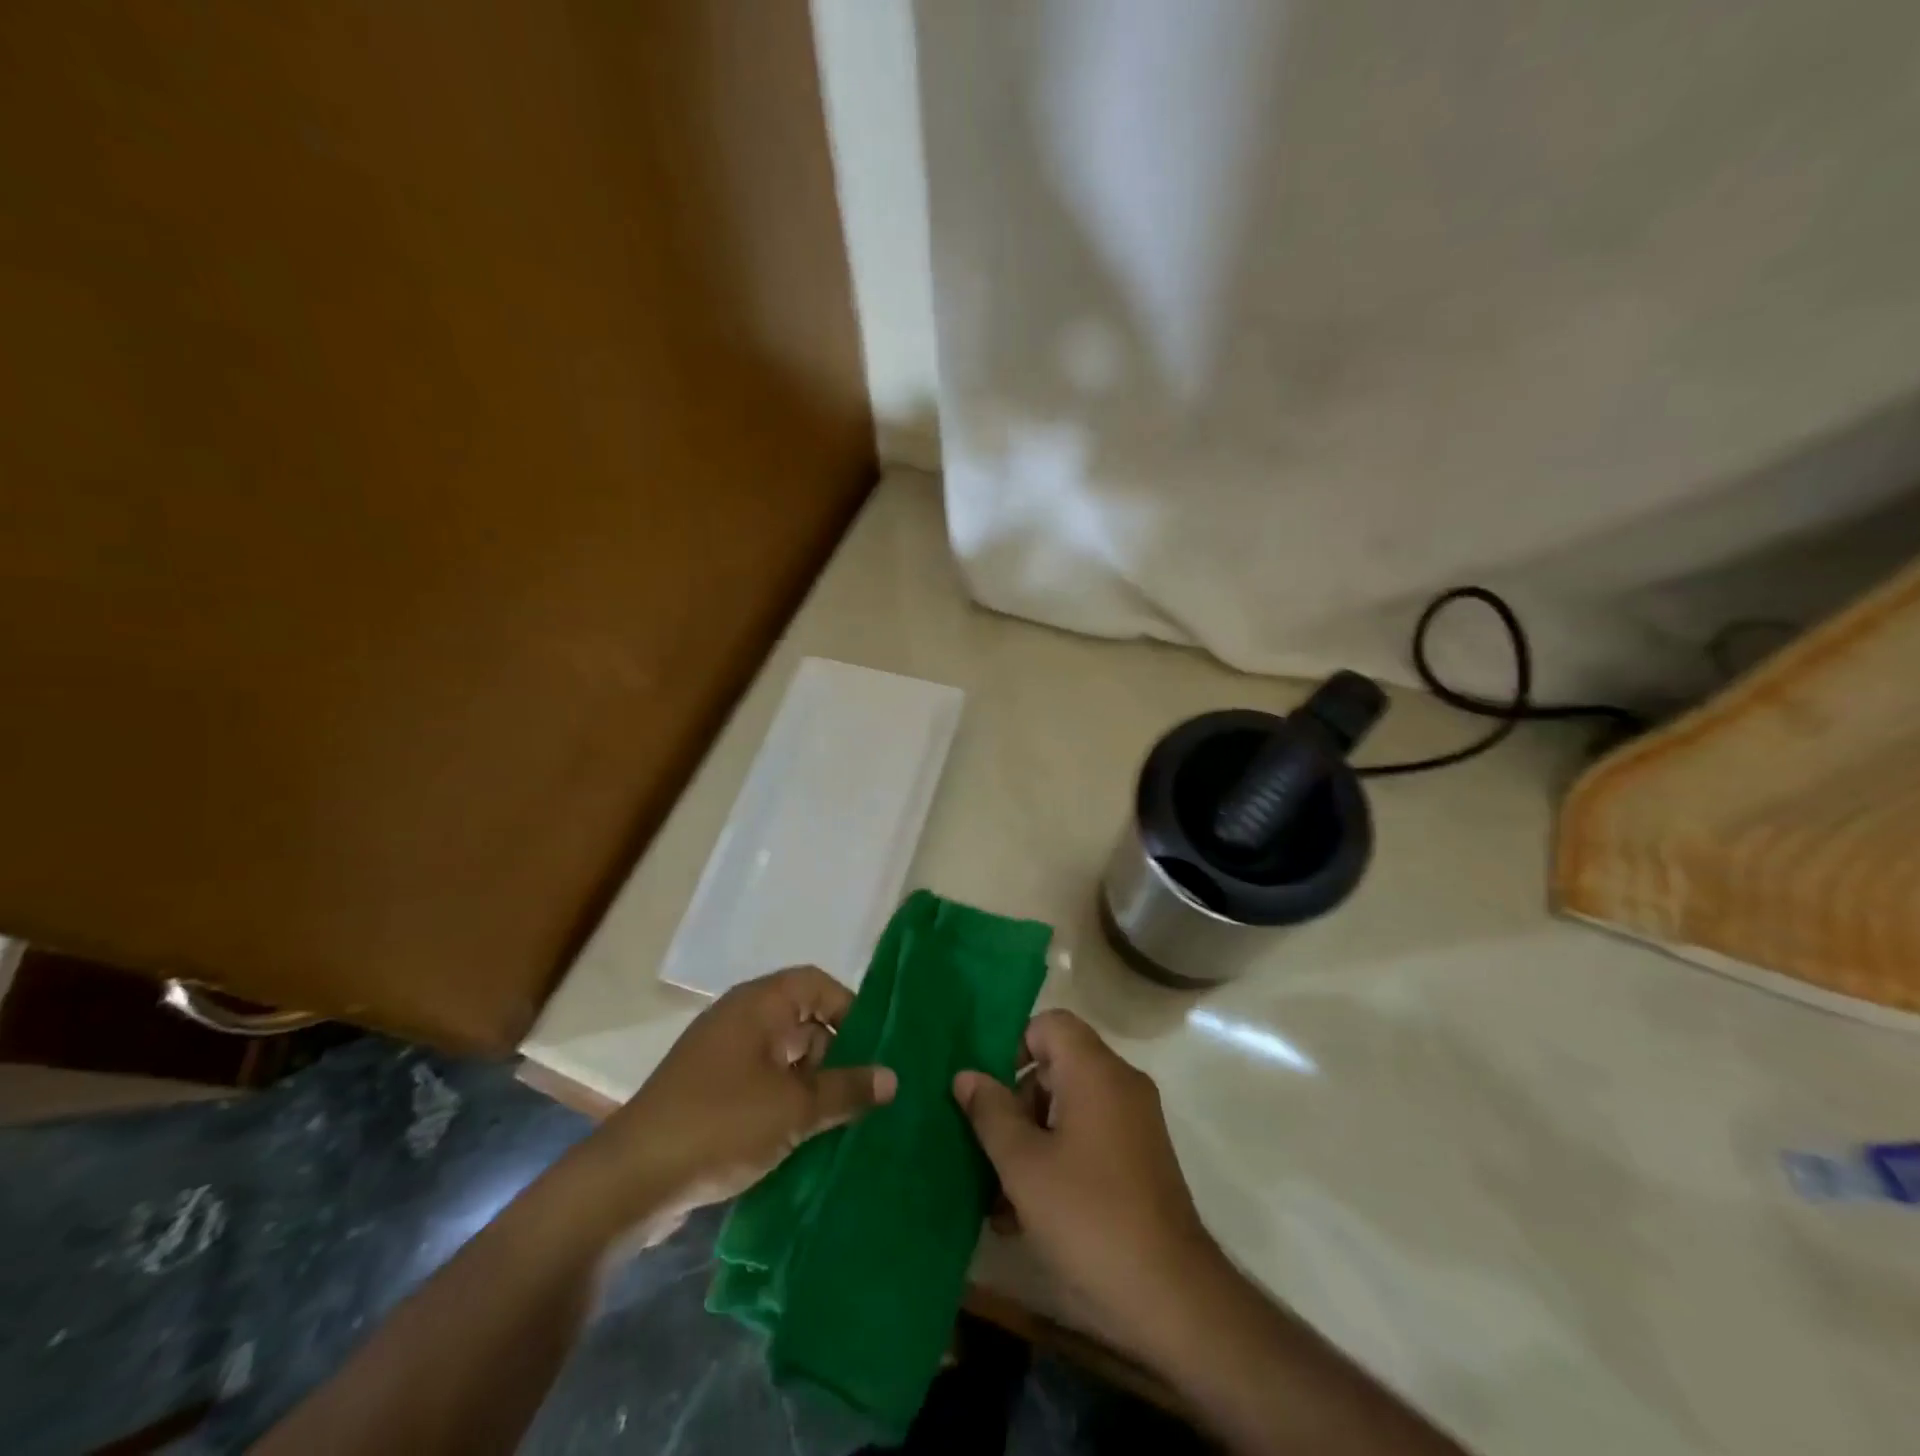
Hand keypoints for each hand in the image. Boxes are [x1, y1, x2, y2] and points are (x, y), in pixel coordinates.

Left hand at [575, 967, 894, 1240]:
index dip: (850, 1008)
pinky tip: (806, 1138)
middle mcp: (740, 1020)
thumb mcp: (794, 1108)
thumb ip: (847, 1089)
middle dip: (836, 1054)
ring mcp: (721, 1057)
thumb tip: (893, 1077)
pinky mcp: (709, 1093)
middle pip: (803, 1021)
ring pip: (784, 1058)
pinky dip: (785, 1103)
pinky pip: (762, 1085)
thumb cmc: (720, 1124)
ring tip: (843, 1121)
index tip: (874, 1048)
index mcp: (759, 1004)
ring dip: (812, 1085)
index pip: (817, 984)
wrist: (630, 1180)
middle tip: (865, 1092)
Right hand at [953, 1010, 1216, 1354]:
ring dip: (1030, 1142)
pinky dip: (1057, 1160)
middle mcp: (1120, 1085)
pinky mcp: (1140, 1160)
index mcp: (1096, 1072)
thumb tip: (966, 1075)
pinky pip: (1088, 1139)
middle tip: (988, 1150)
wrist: (1173, 1298)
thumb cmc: (1089, 1216)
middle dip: (1015, 1105)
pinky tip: (1023, 1215)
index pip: (1050, 1024)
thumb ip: (991, 1113)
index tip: (989, 1092)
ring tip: (996, 1197)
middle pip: (1056, 1068)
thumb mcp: (1023, 1165)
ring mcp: (1134, 1124)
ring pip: (1068, 1109)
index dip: (1014, 1047)